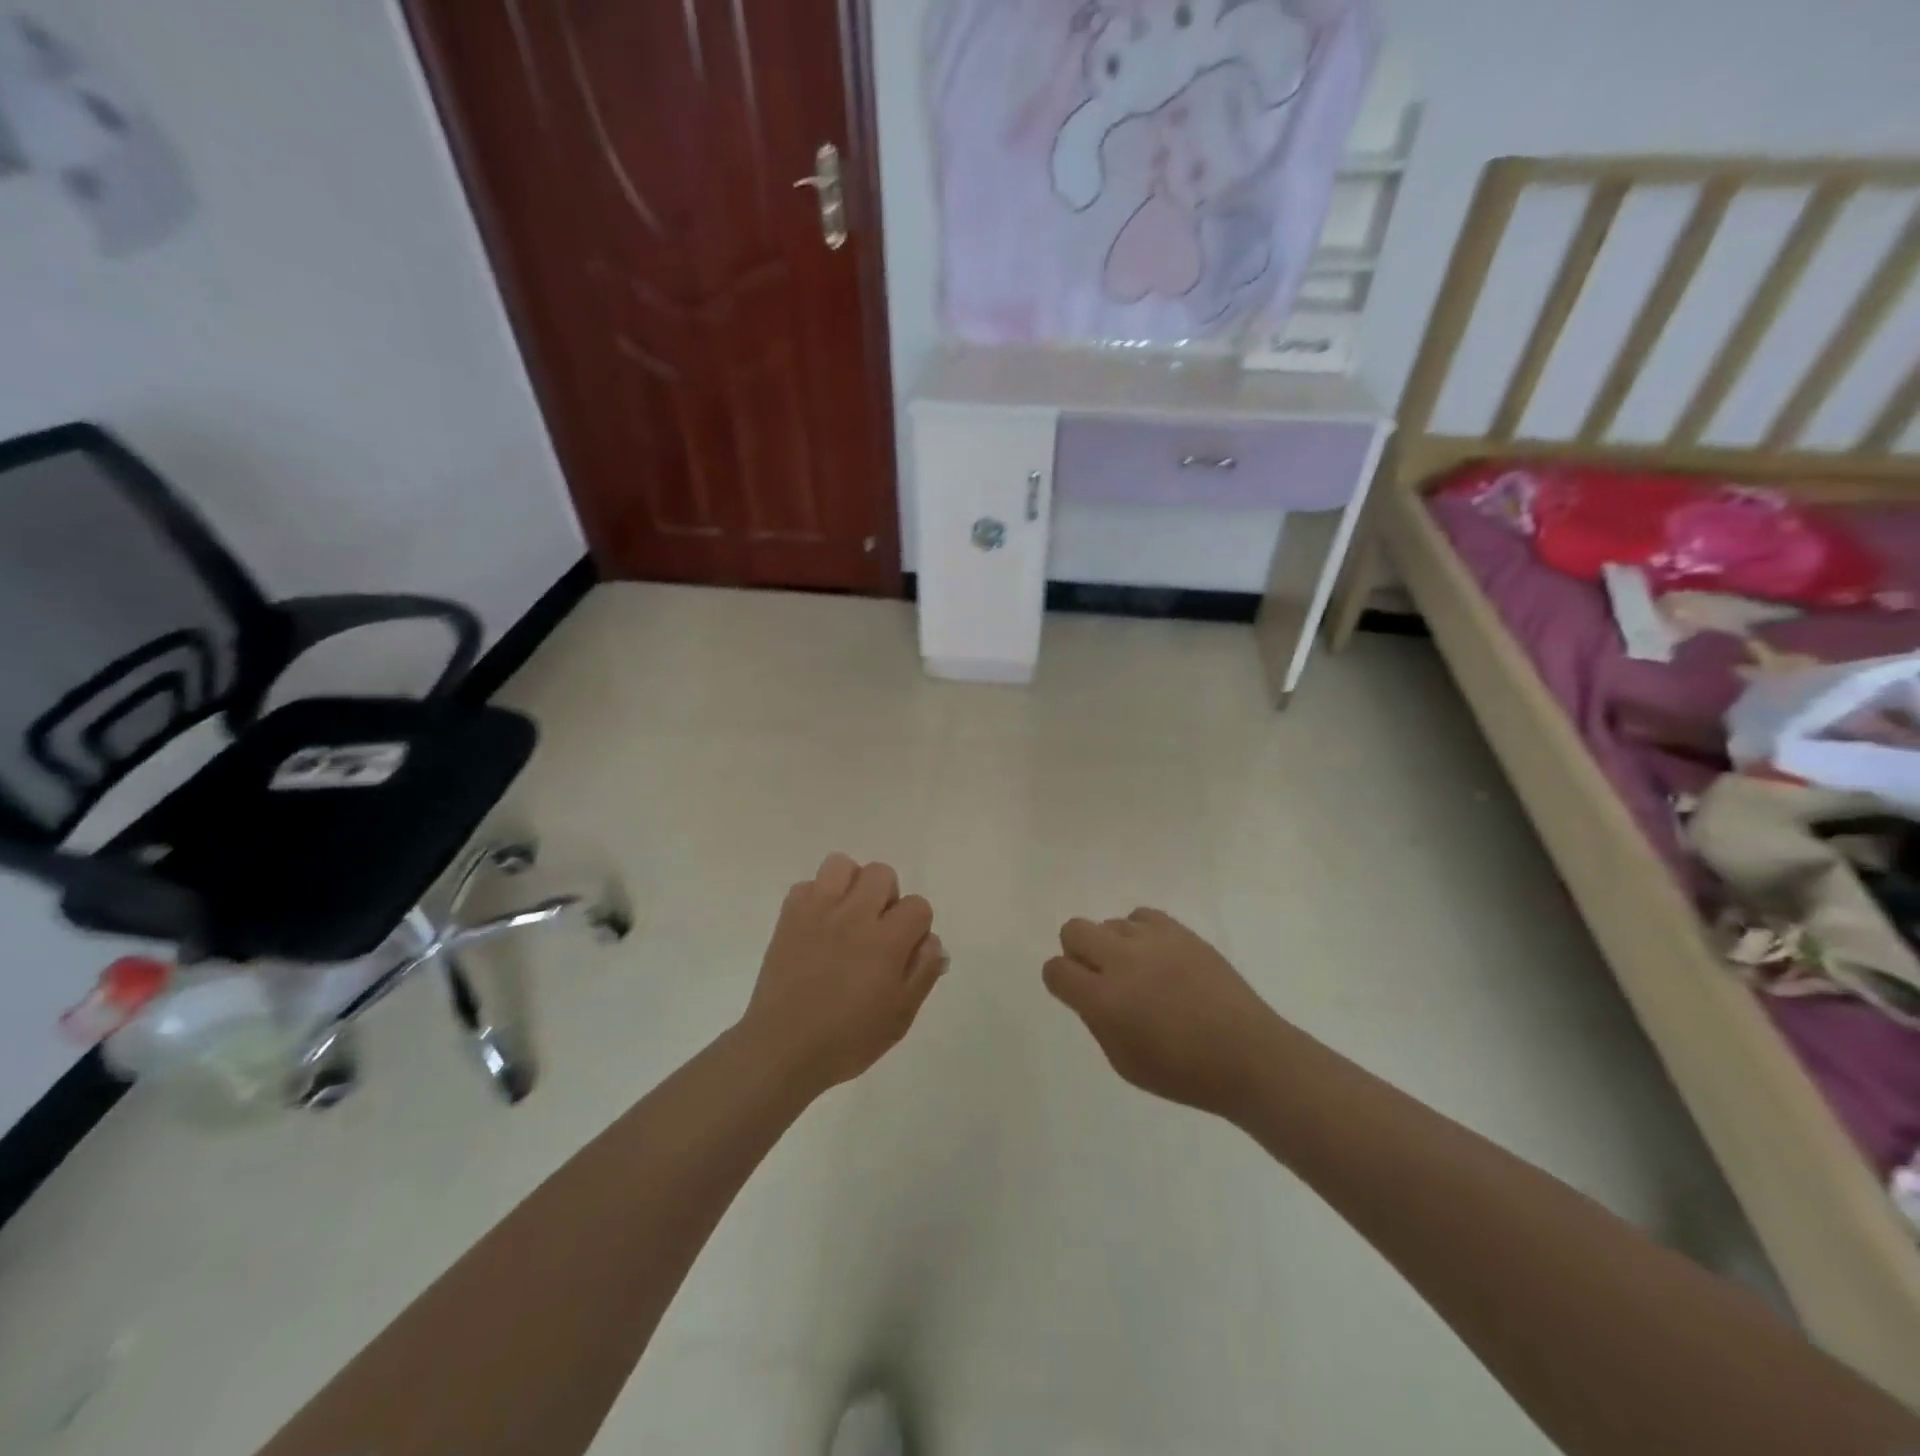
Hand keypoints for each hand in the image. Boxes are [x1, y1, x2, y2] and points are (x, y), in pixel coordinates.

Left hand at [742, 853, 946, 1091]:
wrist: (784, 1049)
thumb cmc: (848, 1039)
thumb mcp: (901, 1015)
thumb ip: (924, 972)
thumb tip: (931, 940)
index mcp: (886, 941)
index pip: (918, 905)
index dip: (917, 926)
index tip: (904, 950)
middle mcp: (854, 915)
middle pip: (882, 873)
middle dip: (887, 898)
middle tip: (877, 931)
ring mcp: (817, 911)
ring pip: (842, 865)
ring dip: (851, 886)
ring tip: (847, 917)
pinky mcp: (789, 916)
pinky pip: (807, 885)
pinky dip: (815, 899)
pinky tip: (817, 927)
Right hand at [1043, 908, 1279, 1116]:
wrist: (1249, 1056)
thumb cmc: (1185, 1073)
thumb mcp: (1124, 1063)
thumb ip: (1097, 1022)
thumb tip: (1087, 993)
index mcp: (1104, 1000)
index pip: (1056, 970)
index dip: (1059, 981)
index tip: (1073, 992)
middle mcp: (1122, 961)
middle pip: (1073, 930)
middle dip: (1077, 952)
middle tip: (1099, 976)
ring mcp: (1153, 941)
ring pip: (1109, 922)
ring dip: (1113, 945)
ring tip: (1138, 971)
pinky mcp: (1180, 931)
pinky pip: (1141, 916)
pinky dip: (1140, 933)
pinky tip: (1156, 957)